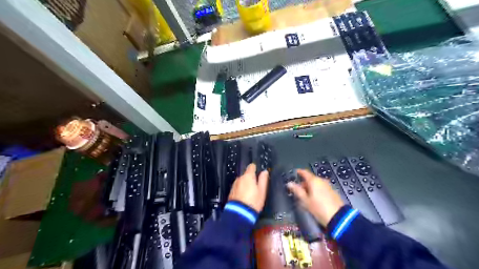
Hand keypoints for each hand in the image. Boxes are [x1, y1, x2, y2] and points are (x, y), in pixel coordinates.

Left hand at [228, 164, 268, 211]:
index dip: (255, 168)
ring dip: (245, 184)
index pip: (251, 166)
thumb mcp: (262, 191)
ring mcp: (234, 185)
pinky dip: (241, 190)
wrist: (239, 214)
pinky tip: (244, 197)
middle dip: (250, 178)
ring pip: (242, 181)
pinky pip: (238, 187)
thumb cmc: (253, 202)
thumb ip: (263, 180)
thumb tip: (264, 172)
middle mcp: (240, 178)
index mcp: (248, 176)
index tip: (258, 173)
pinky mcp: (231, 192)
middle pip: (246, 174)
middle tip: (256, 186)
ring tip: (250, 193)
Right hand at [288, 169, 343, 224]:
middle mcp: (321, 180)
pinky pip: (321, 188)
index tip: (294, 173)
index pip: (305, 172)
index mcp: (314, 180)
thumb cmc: (319, 208)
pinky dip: (316, 190)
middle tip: (298, 189)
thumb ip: (297, 190)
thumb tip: (289, 183)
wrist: (338, 217)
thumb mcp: (305, 200)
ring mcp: (328, 185)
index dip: (299, 172)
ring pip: (316, 183)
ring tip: (305, 196)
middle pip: (310, 178)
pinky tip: (314, 198)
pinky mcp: (332, 191)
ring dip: (310, 187)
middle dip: (304, 183)